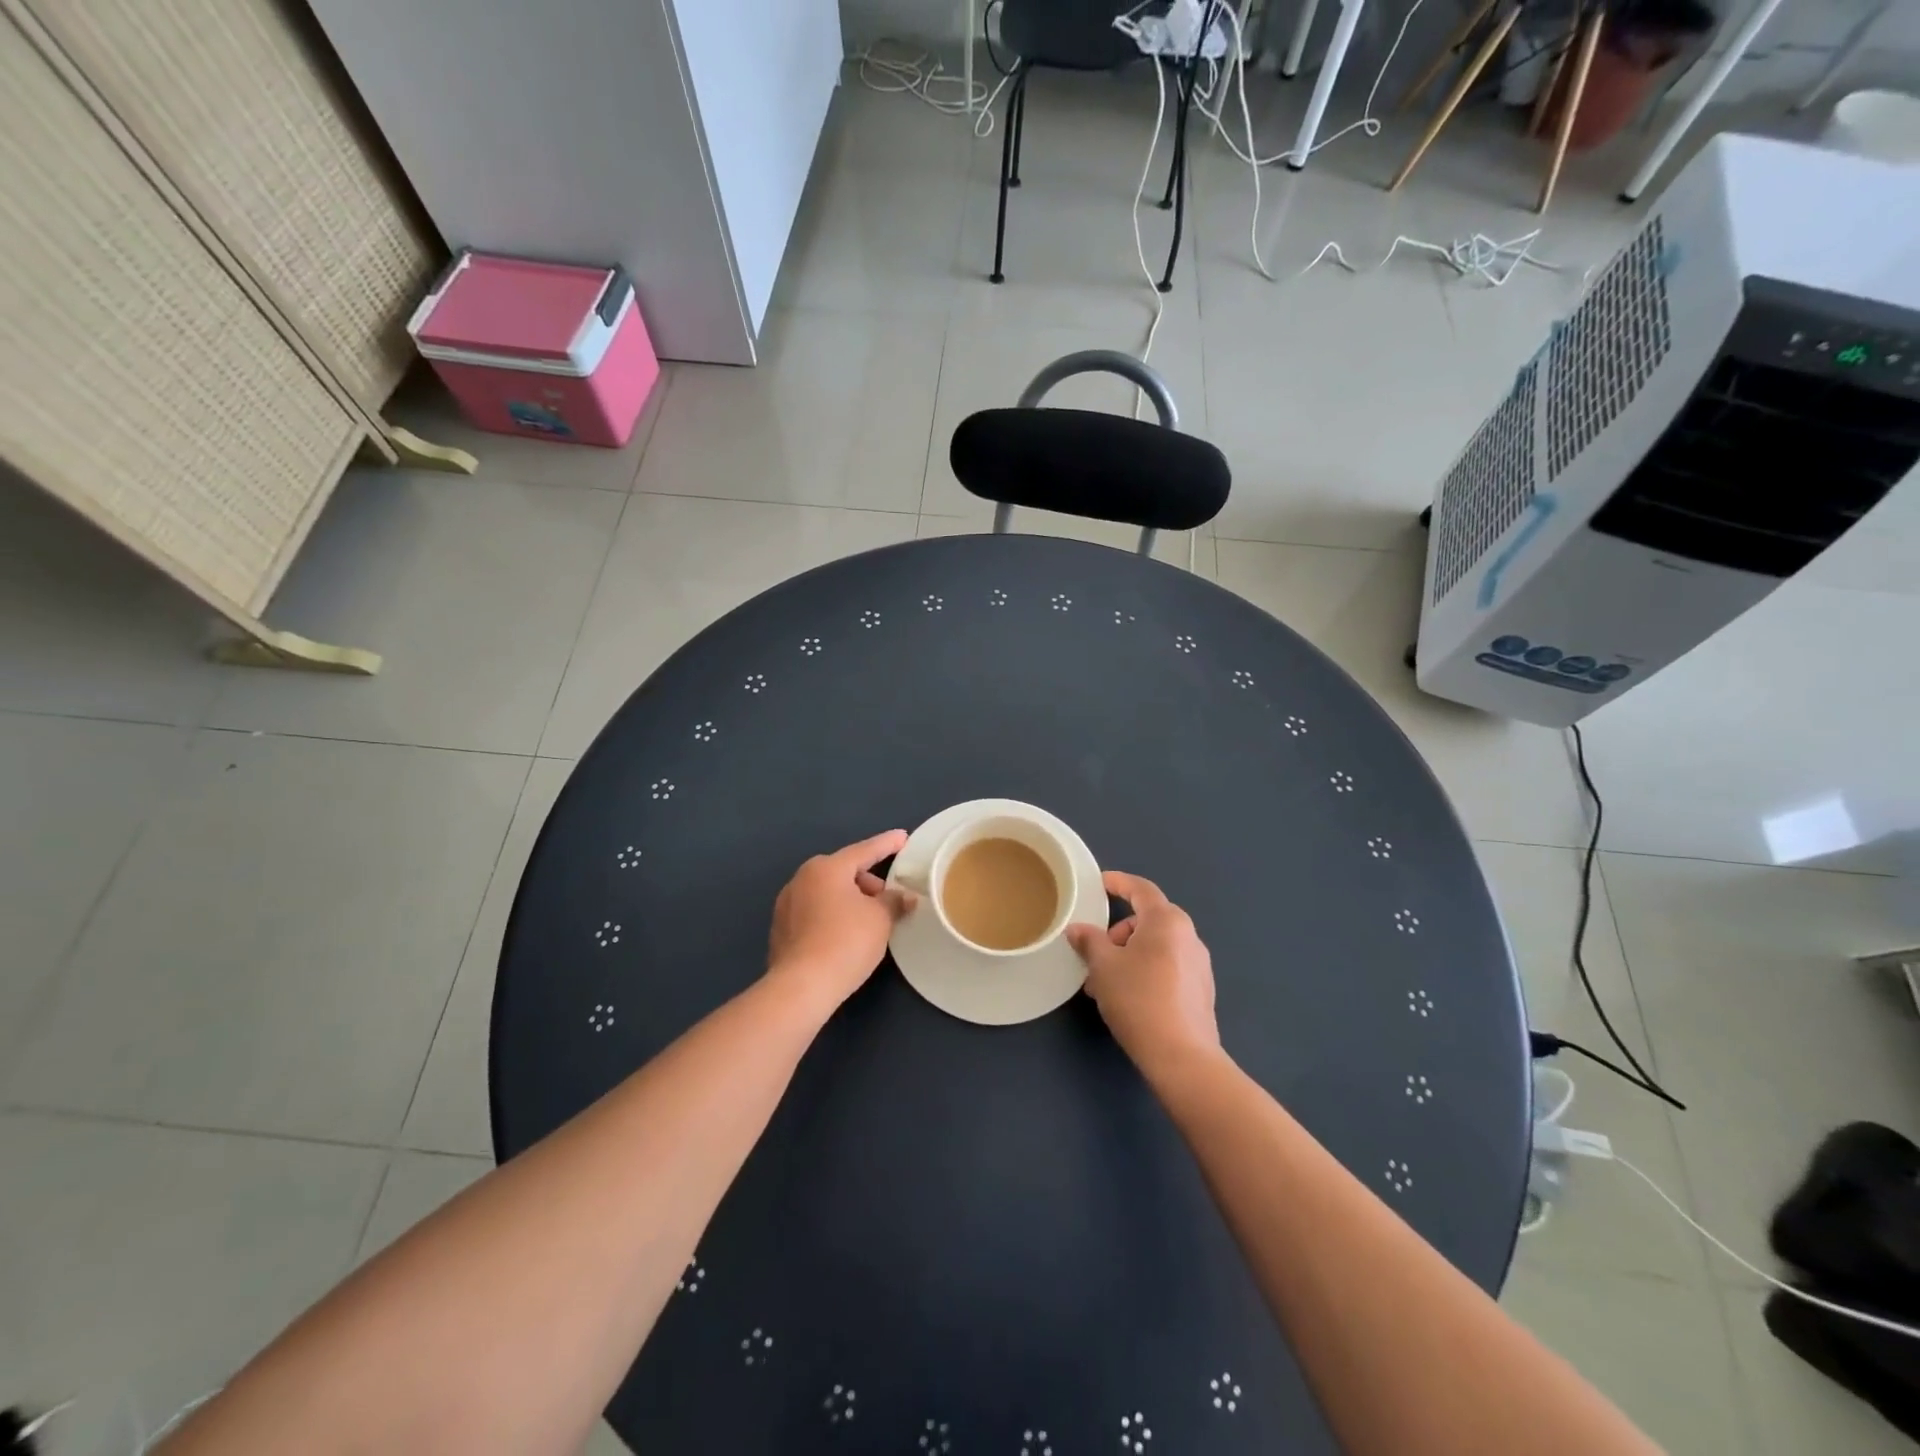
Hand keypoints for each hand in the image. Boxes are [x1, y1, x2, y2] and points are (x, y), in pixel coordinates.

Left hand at [767, 830, 915, 1012]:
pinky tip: (845, 935)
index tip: (902, 837)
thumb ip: (894, 902)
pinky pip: (814, 911)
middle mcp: (802, 878)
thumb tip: (905, 897)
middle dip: (867, 882)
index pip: (864, 851)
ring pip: (827, 892)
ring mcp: (787, 904)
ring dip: (849, 900)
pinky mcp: (781, 929)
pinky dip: (832, 915)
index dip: (887, 844)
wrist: (802, 986)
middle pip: (843, 871)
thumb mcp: (880, 919)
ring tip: (868, 920)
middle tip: (888, 899)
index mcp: (827, 868)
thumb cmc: (846, 941)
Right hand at [1067, 870, 1219, 1078]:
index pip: (1141, 889)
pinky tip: (1127, 997)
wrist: (1182, 1057)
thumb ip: (1089, 941)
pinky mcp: (1201, 990)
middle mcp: (1188, 936)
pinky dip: (1145, 970)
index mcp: (1167, 921)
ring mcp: (1199, 964)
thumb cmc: (1138, 999)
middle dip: (1118, 932)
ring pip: (1156, 946)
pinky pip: (1167, 966)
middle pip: (1148, 919)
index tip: (1100, 883)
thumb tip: (1078, 929)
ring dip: (1128, 955)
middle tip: (1095, 952)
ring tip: (1104, 982)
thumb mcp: (1103, 967)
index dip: (1119, 882)